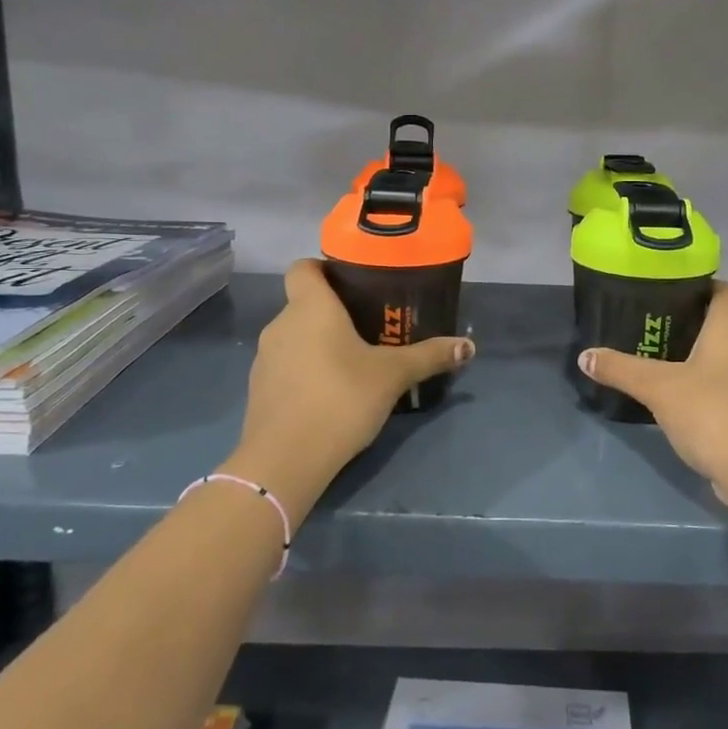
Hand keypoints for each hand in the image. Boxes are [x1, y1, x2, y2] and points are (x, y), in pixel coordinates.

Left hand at [227, 259, 472, 517]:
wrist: (285, 460)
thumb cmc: (341, 398)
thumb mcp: (393, 375)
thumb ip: (429, 356)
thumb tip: (468, 346)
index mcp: (310, 307)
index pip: (303, 267)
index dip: (325, 268)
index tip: (354, 281)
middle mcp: (281, 324)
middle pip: (304, 303)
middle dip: (334, 311)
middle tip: (370, 324)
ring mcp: (265, 359)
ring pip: (295, 337)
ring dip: (319, 343)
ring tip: (354, 360)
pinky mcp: (259, 391)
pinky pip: (287, 367)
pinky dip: (306, 371)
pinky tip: (331, 392)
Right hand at [579, 282, 727, 496]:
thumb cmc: (714, 413)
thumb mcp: (659, 388)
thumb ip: (621, 369)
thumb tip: (585, 356)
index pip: (724, 291)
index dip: (700, 283)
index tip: (666, 285)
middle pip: (720, 323)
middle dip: (686, 321)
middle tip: (647, 321)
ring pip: (721, 357)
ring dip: (691, 355)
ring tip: (653, 356)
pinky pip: (722, 386)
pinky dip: (699, 384)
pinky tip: (672, 396)